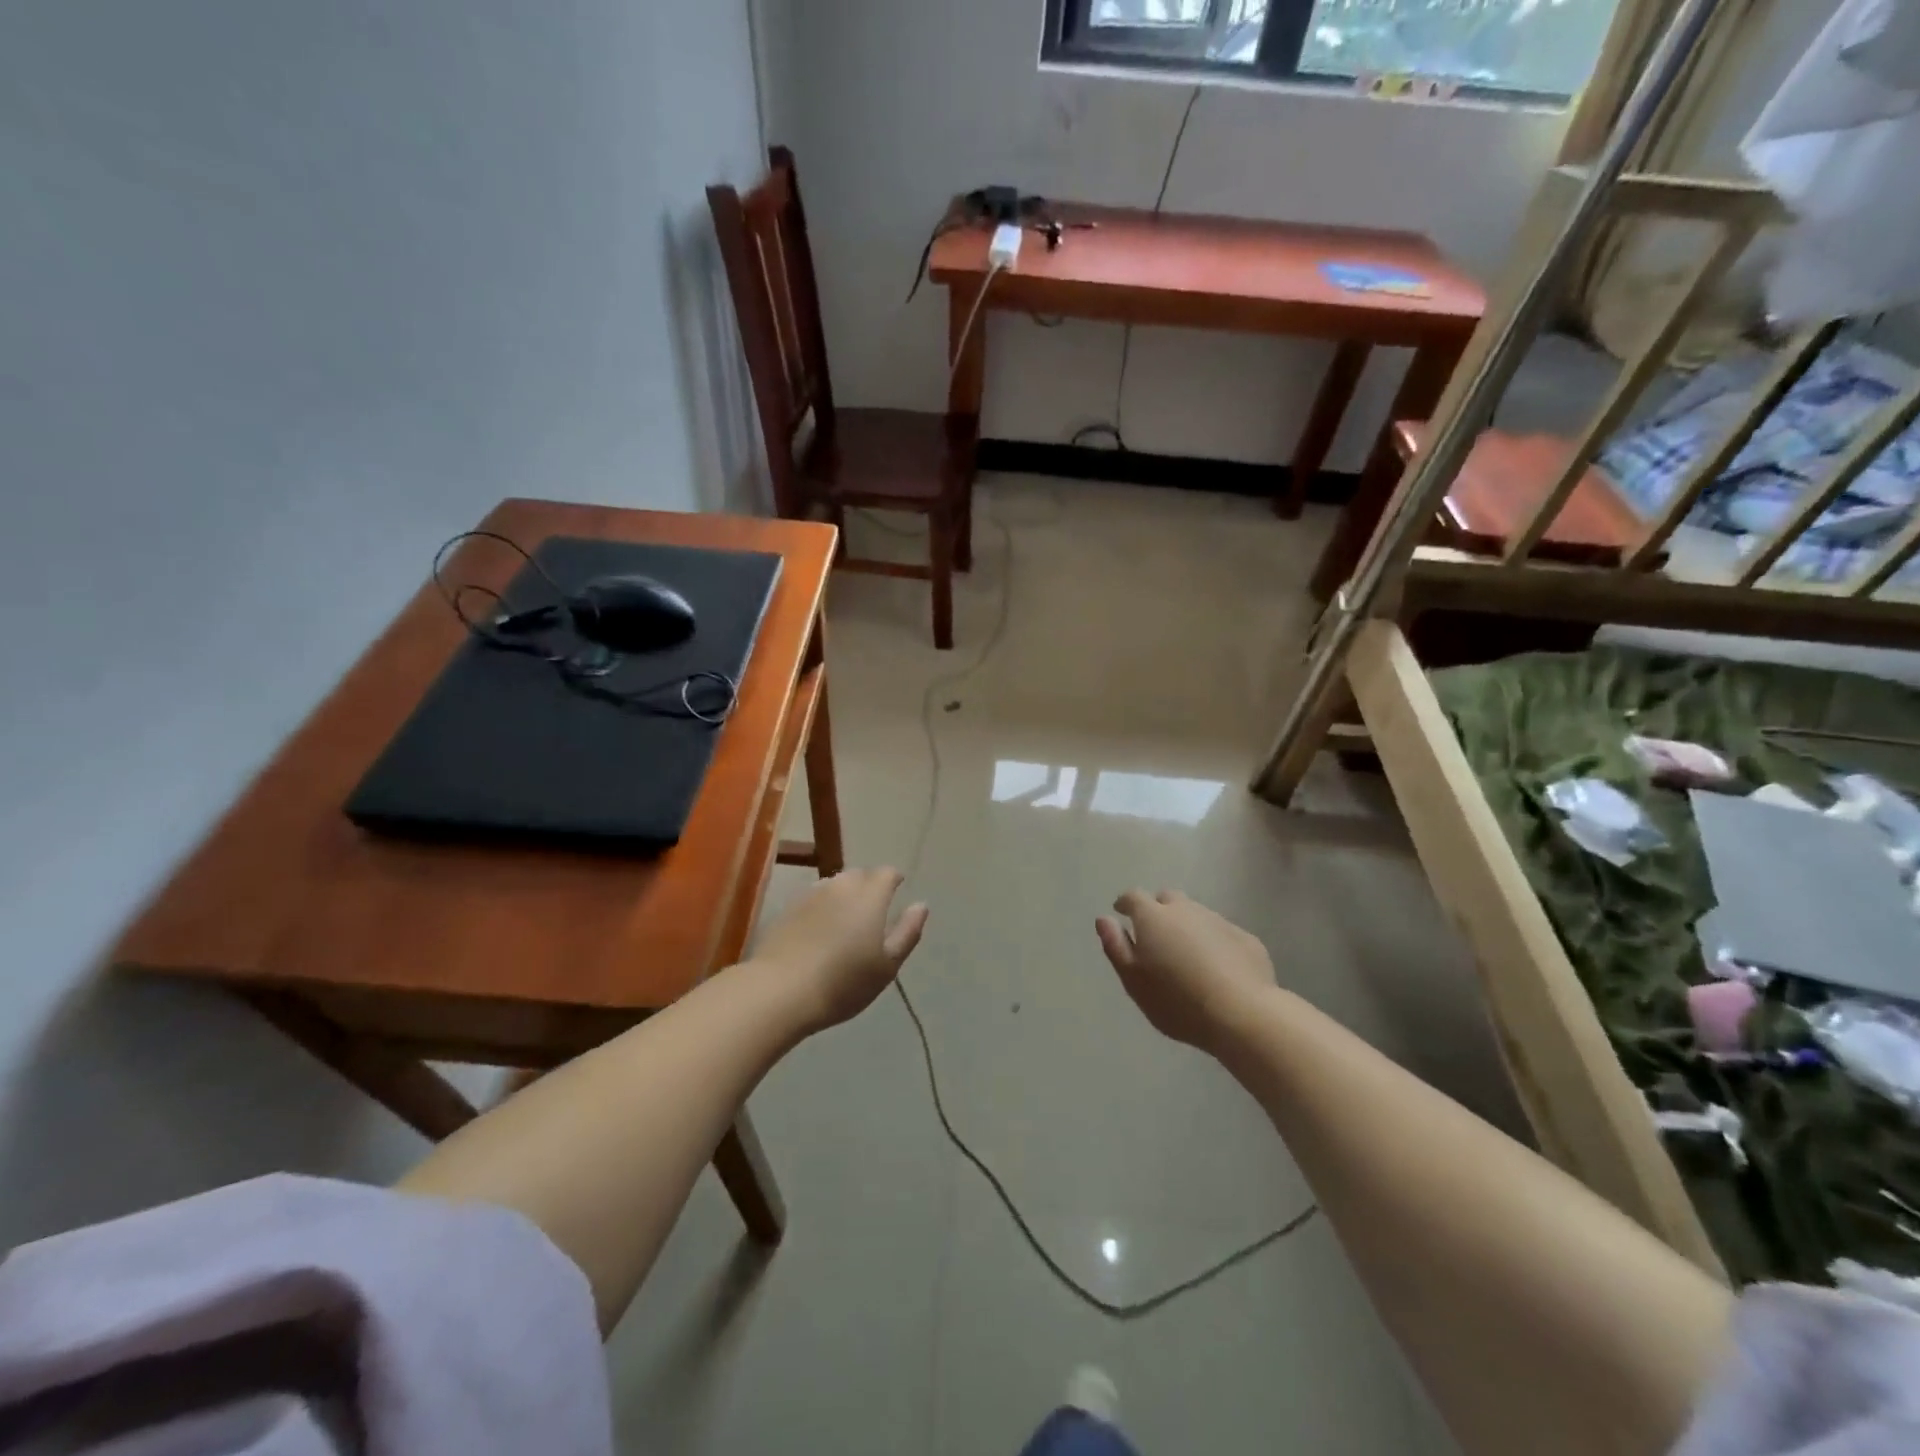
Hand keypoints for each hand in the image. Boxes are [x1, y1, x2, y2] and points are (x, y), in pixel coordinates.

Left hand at [750, 868, 928, 1032]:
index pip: (887, 873)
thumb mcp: (887, 965)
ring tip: (846, 921)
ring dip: (844, 896)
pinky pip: (814, 899)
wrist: (780, 991)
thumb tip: (921, 905)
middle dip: (869, 886)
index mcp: (870, 895)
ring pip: (835, 885)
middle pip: (860, 875)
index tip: (897, 891)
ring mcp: (811, 894)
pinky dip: (822, 907)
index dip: (894, 880)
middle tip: (873, 912)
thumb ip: (907, 931)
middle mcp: (841, 885)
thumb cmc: (843, 982)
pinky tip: (819, 931)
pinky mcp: (788, 908)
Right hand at [1096, 890, 1274, 1054]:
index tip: (1121, 913)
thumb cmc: (1177, 1001)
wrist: (1242, 1014)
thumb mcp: (1134, 981)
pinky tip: (1218, 968)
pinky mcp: (1246, 939)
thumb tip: (1103, 919)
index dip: (1125, 903)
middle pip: (1168, 899)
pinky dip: (1214, 943)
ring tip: (1187, 956)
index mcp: (1153, 917)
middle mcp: (1186, 910)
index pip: (1134, 897)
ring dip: (1187, 927)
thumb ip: (1116, 947)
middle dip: (1158, 910)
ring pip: (1196, 915)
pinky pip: (1222, 933)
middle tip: (1156, 936)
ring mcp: (1219, 921)